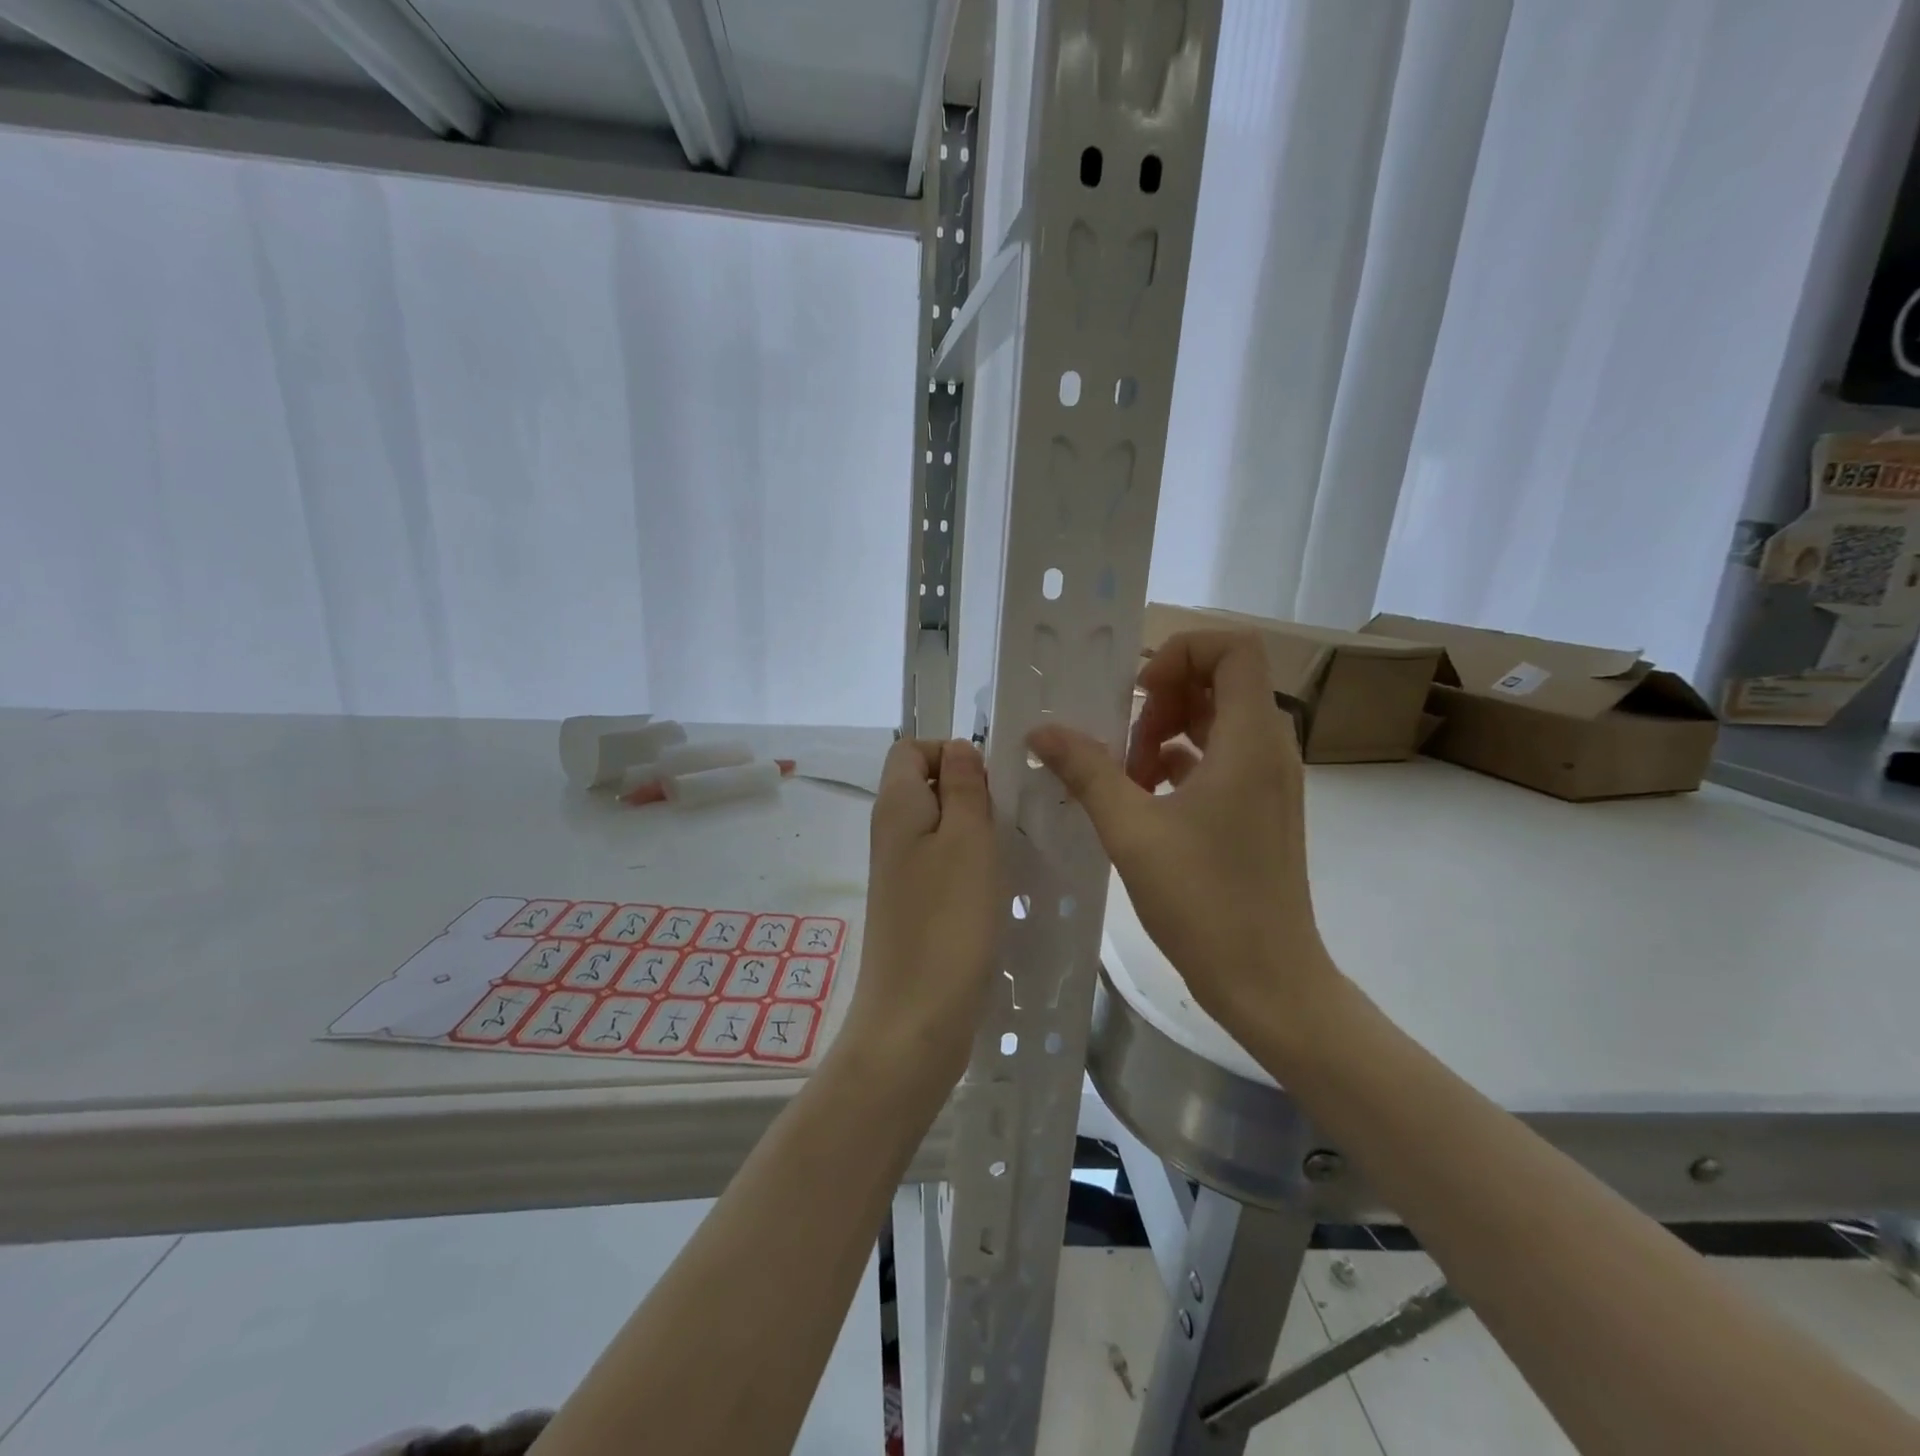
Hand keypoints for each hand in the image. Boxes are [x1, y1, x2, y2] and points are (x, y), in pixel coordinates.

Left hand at [840, 738, 1000, 1088]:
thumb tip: (959, 748)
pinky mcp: (913, 905)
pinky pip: (941, 863)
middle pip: (926, 785)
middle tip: (1009, 816)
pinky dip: (969, 863)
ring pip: (938, 826)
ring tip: (1009, 849)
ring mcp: (900, 872)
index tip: (991, 782)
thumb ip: (964, 786)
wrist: (916, 1018)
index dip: (950, 752)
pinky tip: (995, 885)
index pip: (911, 749)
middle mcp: (890, 833)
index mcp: (896, 806)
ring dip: (974, 828)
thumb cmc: (948, 921)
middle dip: (970, 790)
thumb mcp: (967, 839)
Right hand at [1027, 630, 1334, 1029]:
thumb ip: (1086, 771)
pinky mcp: (1259, 810)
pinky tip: (1143, 800)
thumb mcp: (1132, 830)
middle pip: (1220, 681)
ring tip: (1127, 778)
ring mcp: (1268, 782)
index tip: (1139, 695)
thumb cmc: (1204, 900)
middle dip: (1163, 700)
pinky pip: (1219, 759)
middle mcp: (1268, 749)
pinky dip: (1180, 763)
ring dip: (1166, 734)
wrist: (1268, 981)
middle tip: (1125, 746)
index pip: (1233, 647)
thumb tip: (1041, 731)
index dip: (1181, 653)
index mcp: (1250, 739)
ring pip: (1217, 722)